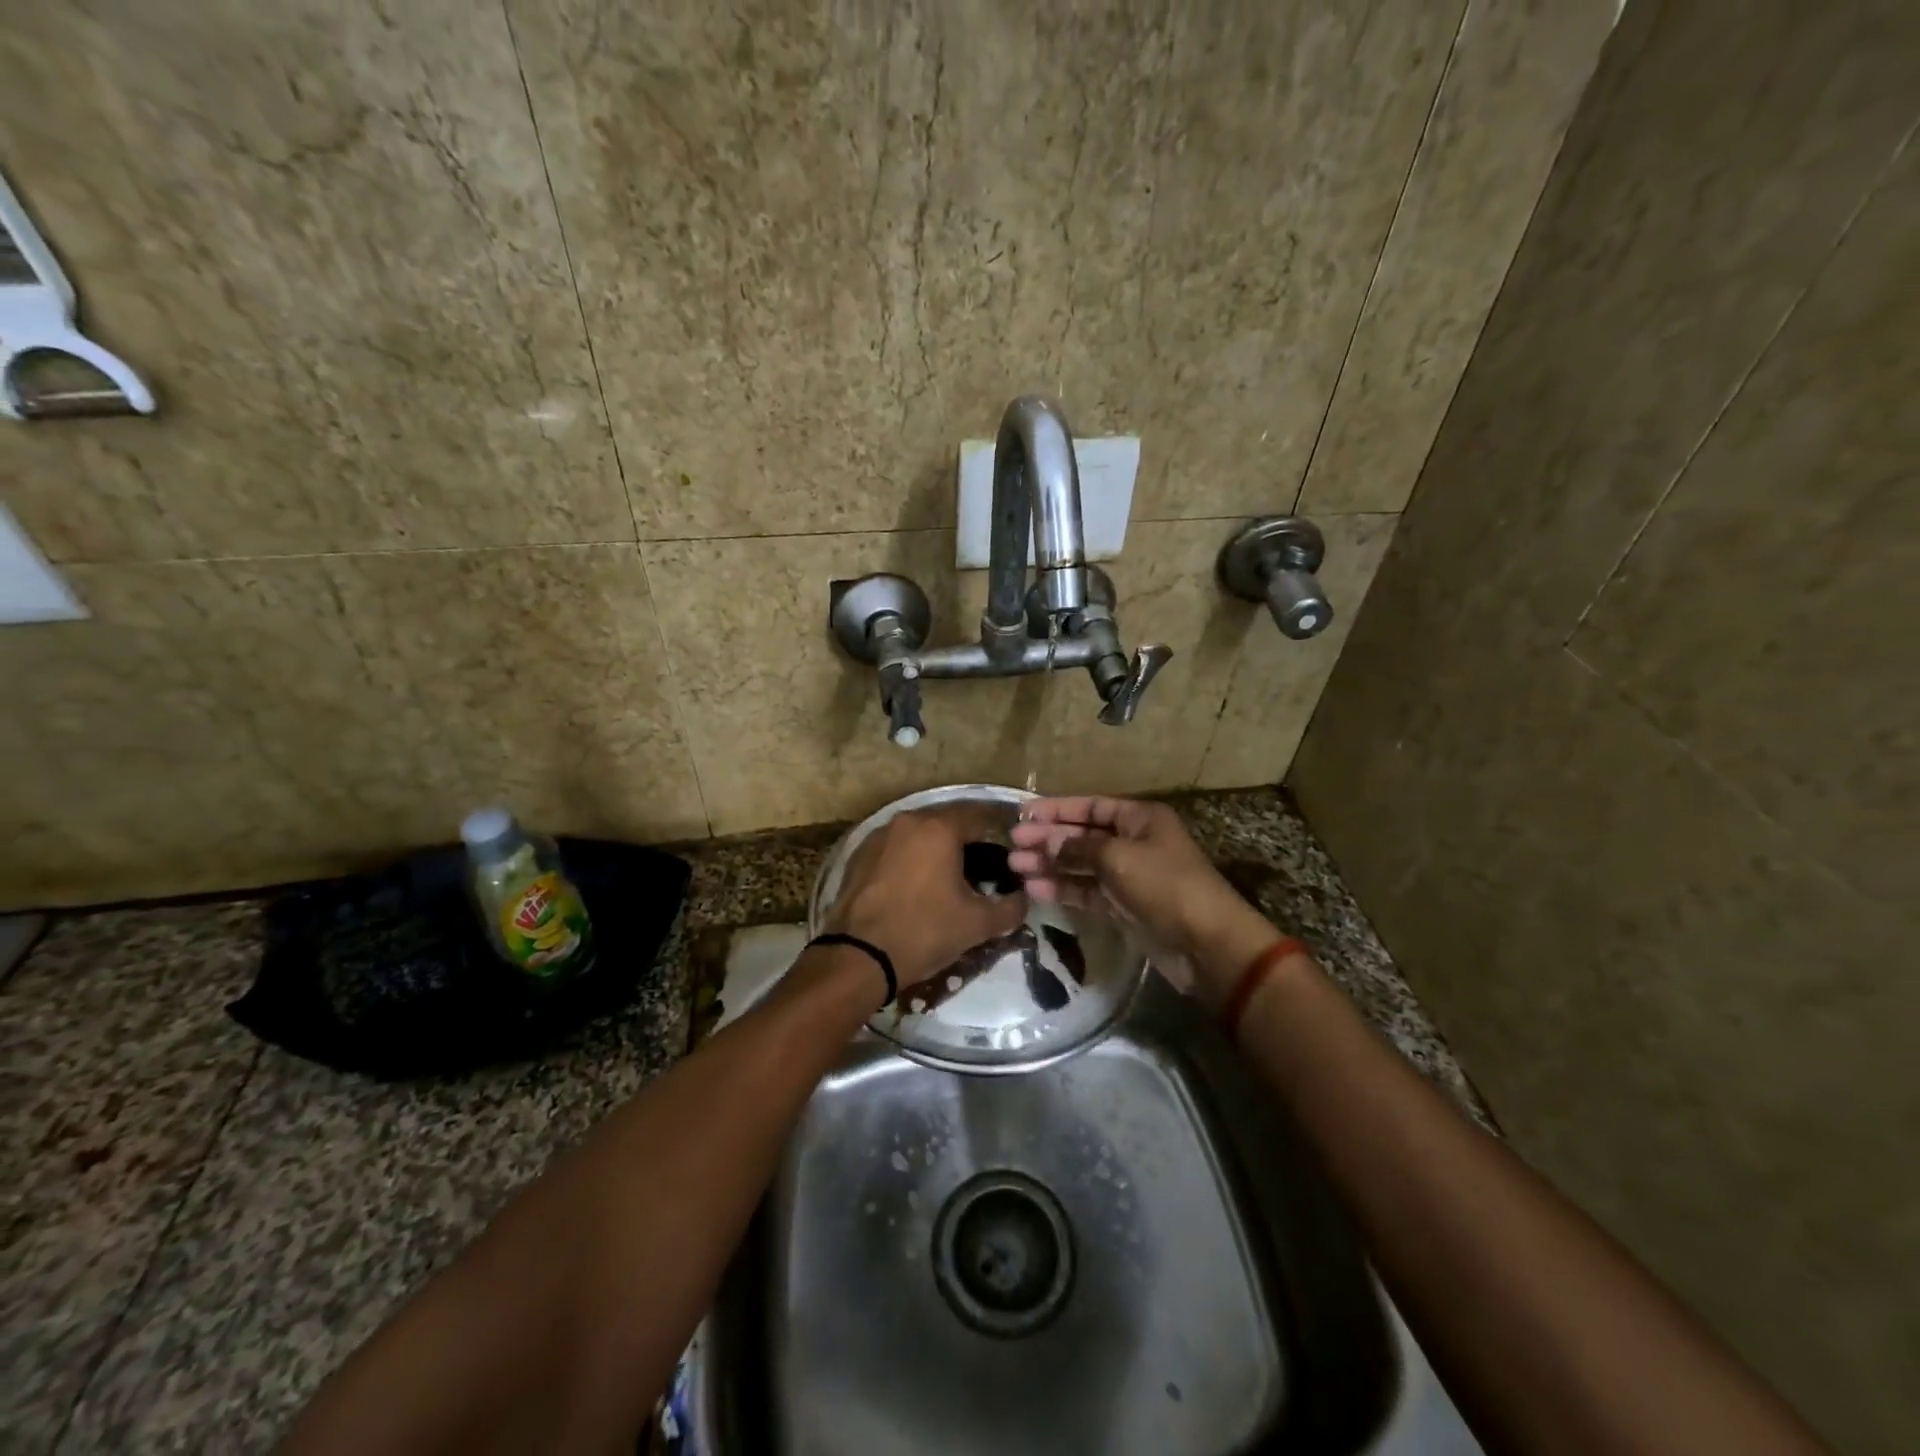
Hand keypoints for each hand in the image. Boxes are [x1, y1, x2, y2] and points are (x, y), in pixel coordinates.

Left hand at [826, 806, 1028, 997]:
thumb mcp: (978, 924)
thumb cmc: (924, 932)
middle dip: (967, 841)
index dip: (1000, 835)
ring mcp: (879, 835)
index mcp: (939, 828)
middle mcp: (908, 821)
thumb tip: (1024, 898)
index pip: (980, 817)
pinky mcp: (859, 855)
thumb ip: (1011, 907)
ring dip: (936, 849)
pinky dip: (910, 859)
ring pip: (919, 834)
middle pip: (947, 822)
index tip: (1010, 855)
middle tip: (984, 867)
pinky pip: (895, 849)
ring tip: (950, 877)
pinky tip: (917, 885)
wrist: (859, 957)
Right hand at [1008, 797, 1276, 1002]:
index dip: (1057, 810)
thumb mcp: (1118, 857)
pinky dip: (1063, 889)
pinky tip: (1035, 889)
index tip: (1023, 815)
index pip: (1091, 807)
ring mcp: (1128, 876)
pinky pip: (1086, 892)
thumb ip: (1078, 847)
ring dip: (1050, 865)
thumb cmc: (1165, 885)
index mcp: (1140, 819)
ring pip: (1081, 865)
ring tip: (1015, 868)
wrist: (1206, 943)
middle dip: (1048, 839)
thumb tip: (1048, 840)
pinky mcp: (1123, 907)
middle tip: (1012, 844)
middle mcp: (1133, 842)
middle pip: (1083, 835)